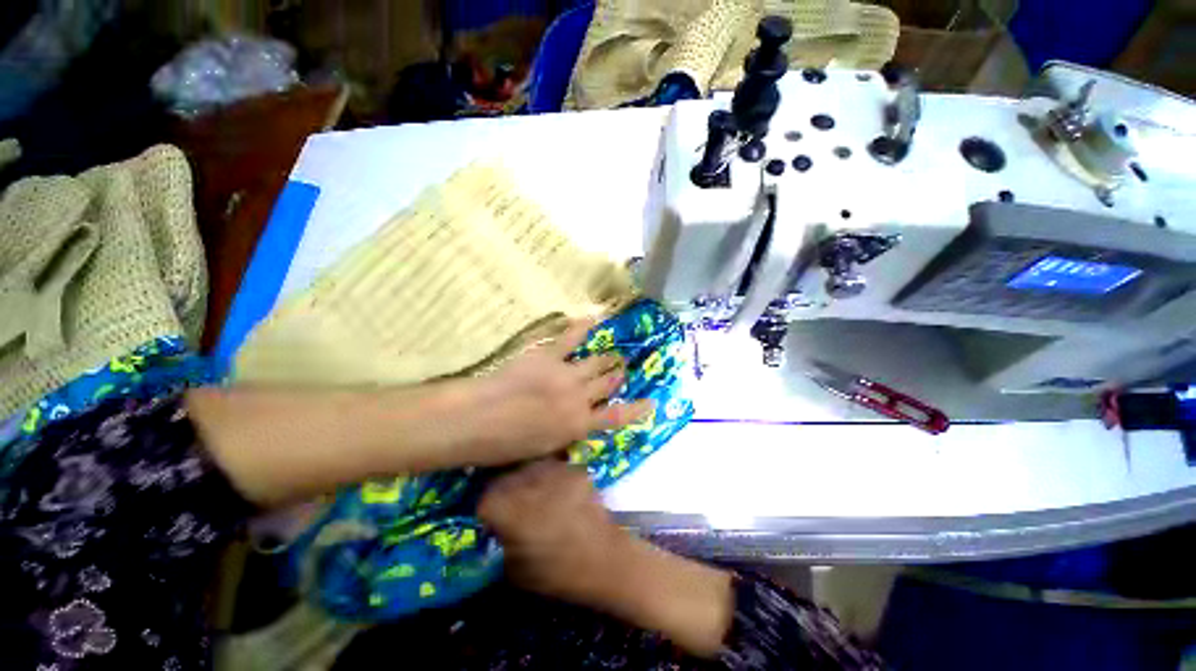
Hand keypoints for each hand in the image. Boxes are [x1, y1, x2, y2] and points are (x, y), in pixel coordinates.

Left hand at [468, 319, 653, 464]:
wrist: (480, 419)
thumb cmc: (506, 445)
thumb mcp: (543, 448)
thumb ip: (565, 432)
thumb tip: (575, 424)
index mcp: (579, 425)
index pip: (617, 417)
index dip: (637, 409)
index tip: (651, 402)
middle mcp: (580, 398)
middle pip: (608, 384)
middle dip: (618, 376)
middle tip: (622, 369)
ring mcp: (567, 374)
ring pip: (597, 363)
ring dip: (608, 358)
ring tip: (615, 353)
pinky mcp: (550, 356)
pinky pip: (570, 338)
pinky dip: (582, 327)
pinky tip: (593, 319)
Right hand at [478, 460, 630, 606]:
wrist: (605, 560)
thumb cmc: (558, 572)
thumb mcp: (515, 569)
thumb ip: (502, 541)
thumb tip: (499, 526)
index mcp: (509, 508)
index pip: (485, 499)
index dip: (487, 510)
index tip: (493, 520)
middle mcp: (529, 482)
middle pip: (507, 477)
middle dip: (506, 491)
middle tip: (513, 507)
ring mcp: (554, 471)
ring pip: (530, 467)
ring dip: (528, 481)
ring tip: (536, 497)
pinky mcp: (574, 469)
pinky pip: (554, 468)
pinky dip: (551, 478)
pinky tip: (557, 494)